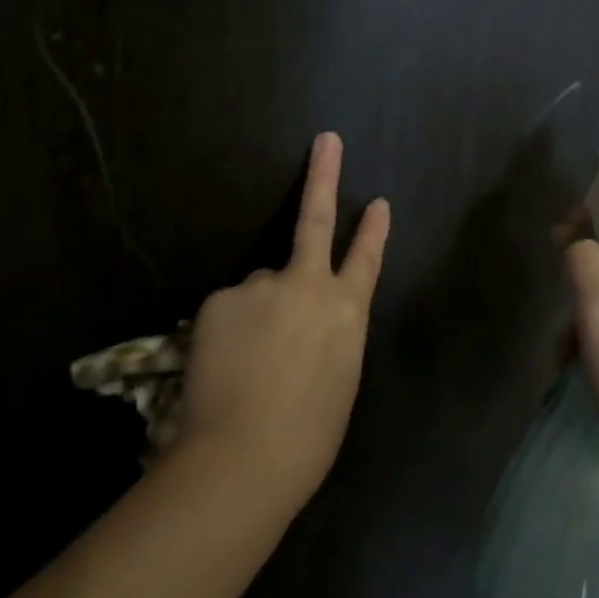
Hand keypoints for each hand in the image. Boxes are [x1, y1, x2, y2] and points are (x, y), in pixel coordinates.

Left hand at [178, 133, 390, 504]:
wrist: (244, 457)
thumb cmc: (307, 436)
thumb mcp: (338, 379)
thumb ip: (328, 335)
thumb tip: (308, 321)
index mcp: (347, 312)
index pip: (366, 259)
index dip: (374, 229)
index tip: (378, 201)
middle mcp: (307, 285)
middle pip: (315, 219)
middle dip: (323, 175)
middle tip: (326, 140)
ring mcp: (261, 287)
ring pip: (259, 289)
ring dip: (256, 315)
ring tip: (246, 365)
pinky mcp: (219, 299)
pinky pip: (228, 310)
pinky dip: (227, 332)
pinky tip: (223, 365)